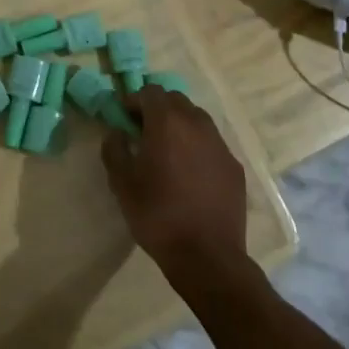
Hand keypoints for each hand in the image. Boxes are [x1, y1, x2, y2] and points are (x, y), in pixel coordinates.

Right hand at [102, 85, 247, 284]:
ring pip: (197, 119)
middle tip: (145, 132)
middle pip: (175, 100)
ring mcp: (220, 144)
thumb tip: (117, 132)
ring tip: (169, 151)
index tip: (125, 119)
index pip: (150, 91)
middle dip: (158, 109)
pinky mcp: (234, 166)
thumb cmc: (158, 216)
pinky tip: (191, 173)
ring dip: (180, 125)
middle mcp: (196, 124)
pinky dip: (198, 146)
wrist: (207, 257)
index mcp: (167, 122)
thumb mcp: (122, 184)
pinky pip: (212, 143)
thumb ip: (114, 149)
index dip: (135, 101)